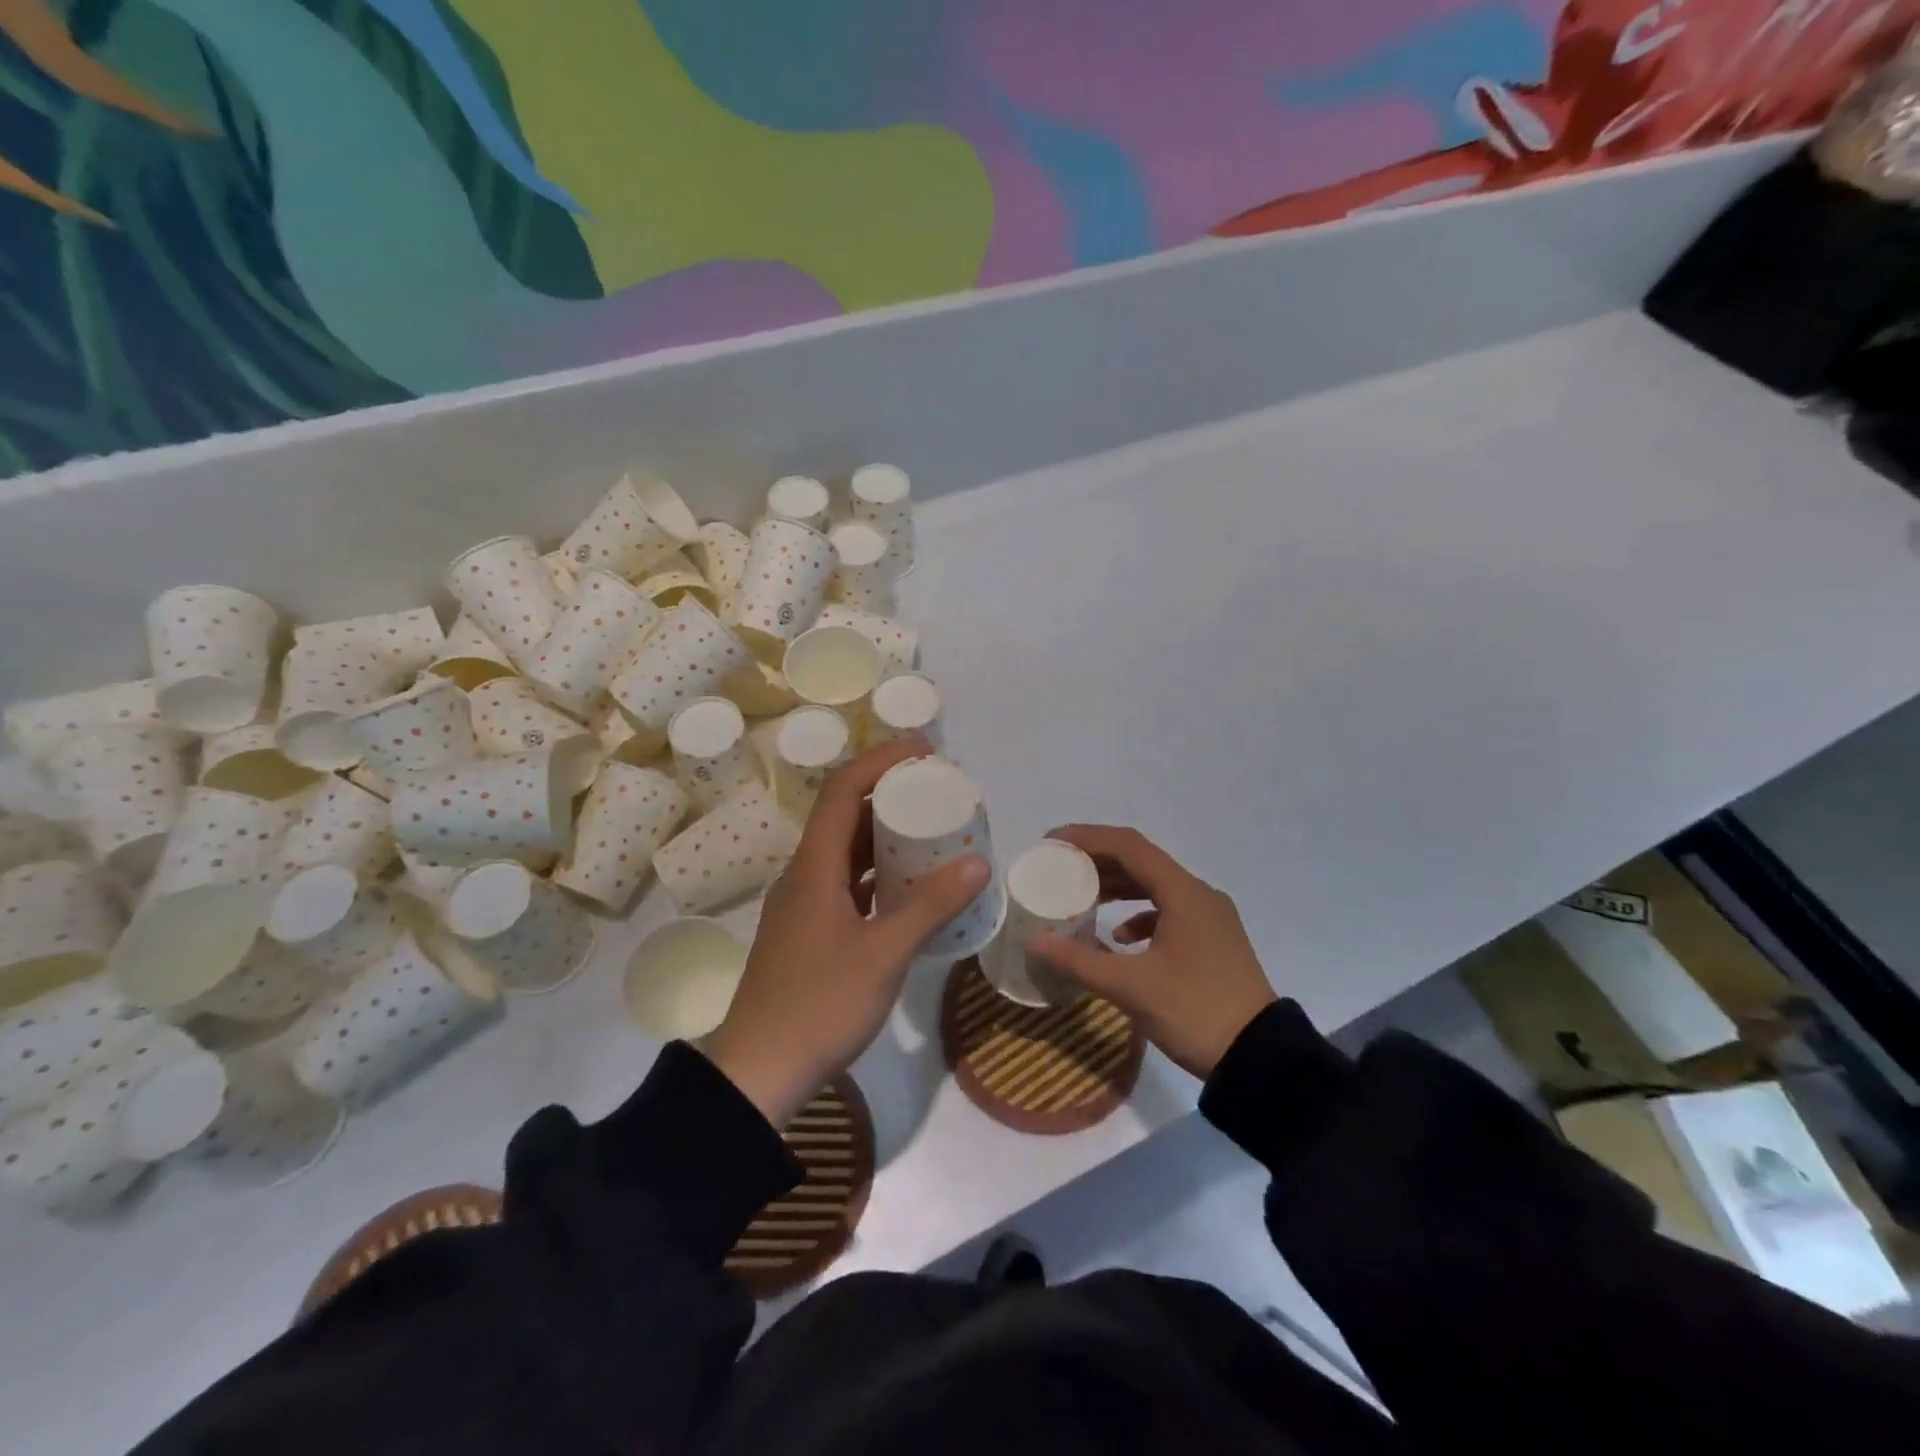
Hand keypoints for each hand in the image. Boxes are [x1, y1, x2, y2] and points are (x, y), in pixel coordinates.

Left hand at [703, 737, 989, 1125]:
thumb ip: (930, 907)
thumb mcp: (884, 954)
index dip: (880, 761)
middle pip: (844, 815)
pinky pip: (847, 884)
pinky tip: (911, 890)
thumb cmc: (820, 1004)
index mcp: (814, 866)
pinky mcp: (809, 932)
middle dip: (888, 794)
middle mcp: (804, 875)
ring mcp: (804, 905)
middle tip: (936, 792)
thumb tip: (976, 863)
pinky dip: (878, 874)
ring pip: (846, 852)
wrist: (759, 1071)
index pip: (842, 790)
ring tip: (930, 832)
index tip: (924, 753)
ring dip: (884, 836)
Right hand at [1030, 825, 1275, 1079]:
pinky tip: (1120, 939)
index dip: (1087, 838)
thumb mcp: (1130, 987)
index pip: (1128, 845)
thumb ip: (1080, 961)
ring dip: (1118, 888)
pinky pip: (1170, 911)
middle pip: (1141, 861)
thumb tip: (1036, 942)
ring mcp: (1211, 918)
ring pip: (1156, 886)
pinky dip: (1140, 916)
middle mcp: (1199, 895)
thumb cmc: (1194, 1011)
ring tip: (1083, 899)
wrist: (1260, 1059)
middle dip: (1098, 862)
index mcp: (1183, 893)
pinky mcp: (1214, 941)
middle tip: (1060, 869)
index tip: (1052, 844)